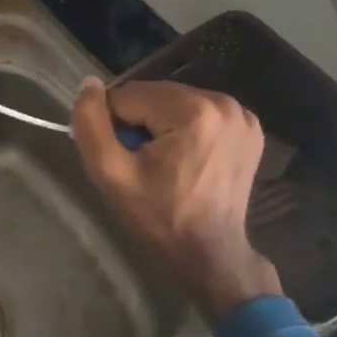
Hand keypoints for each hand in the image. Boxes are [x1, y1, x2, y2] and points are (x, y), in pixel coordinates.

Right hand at [69, 78, 282, 323]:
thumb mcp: (110, 173)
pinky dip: (184, 128)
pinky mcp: (248, 125)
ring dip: (160, 124)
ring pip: (172, 101)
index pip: (128, 96)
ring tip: (164, 162)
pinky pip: (197, 111)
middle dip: (139, 122)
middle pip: (153, 95)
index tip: (125, 158)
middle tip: (142, 162)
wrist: (210, 252)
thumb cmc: (159, 215)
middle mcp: (223, 102)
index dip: (115, 126)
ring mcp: (240, 114)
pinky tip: (187, 157)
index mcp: (193, 111)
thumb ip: (90, 124)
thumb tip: (88, 83)